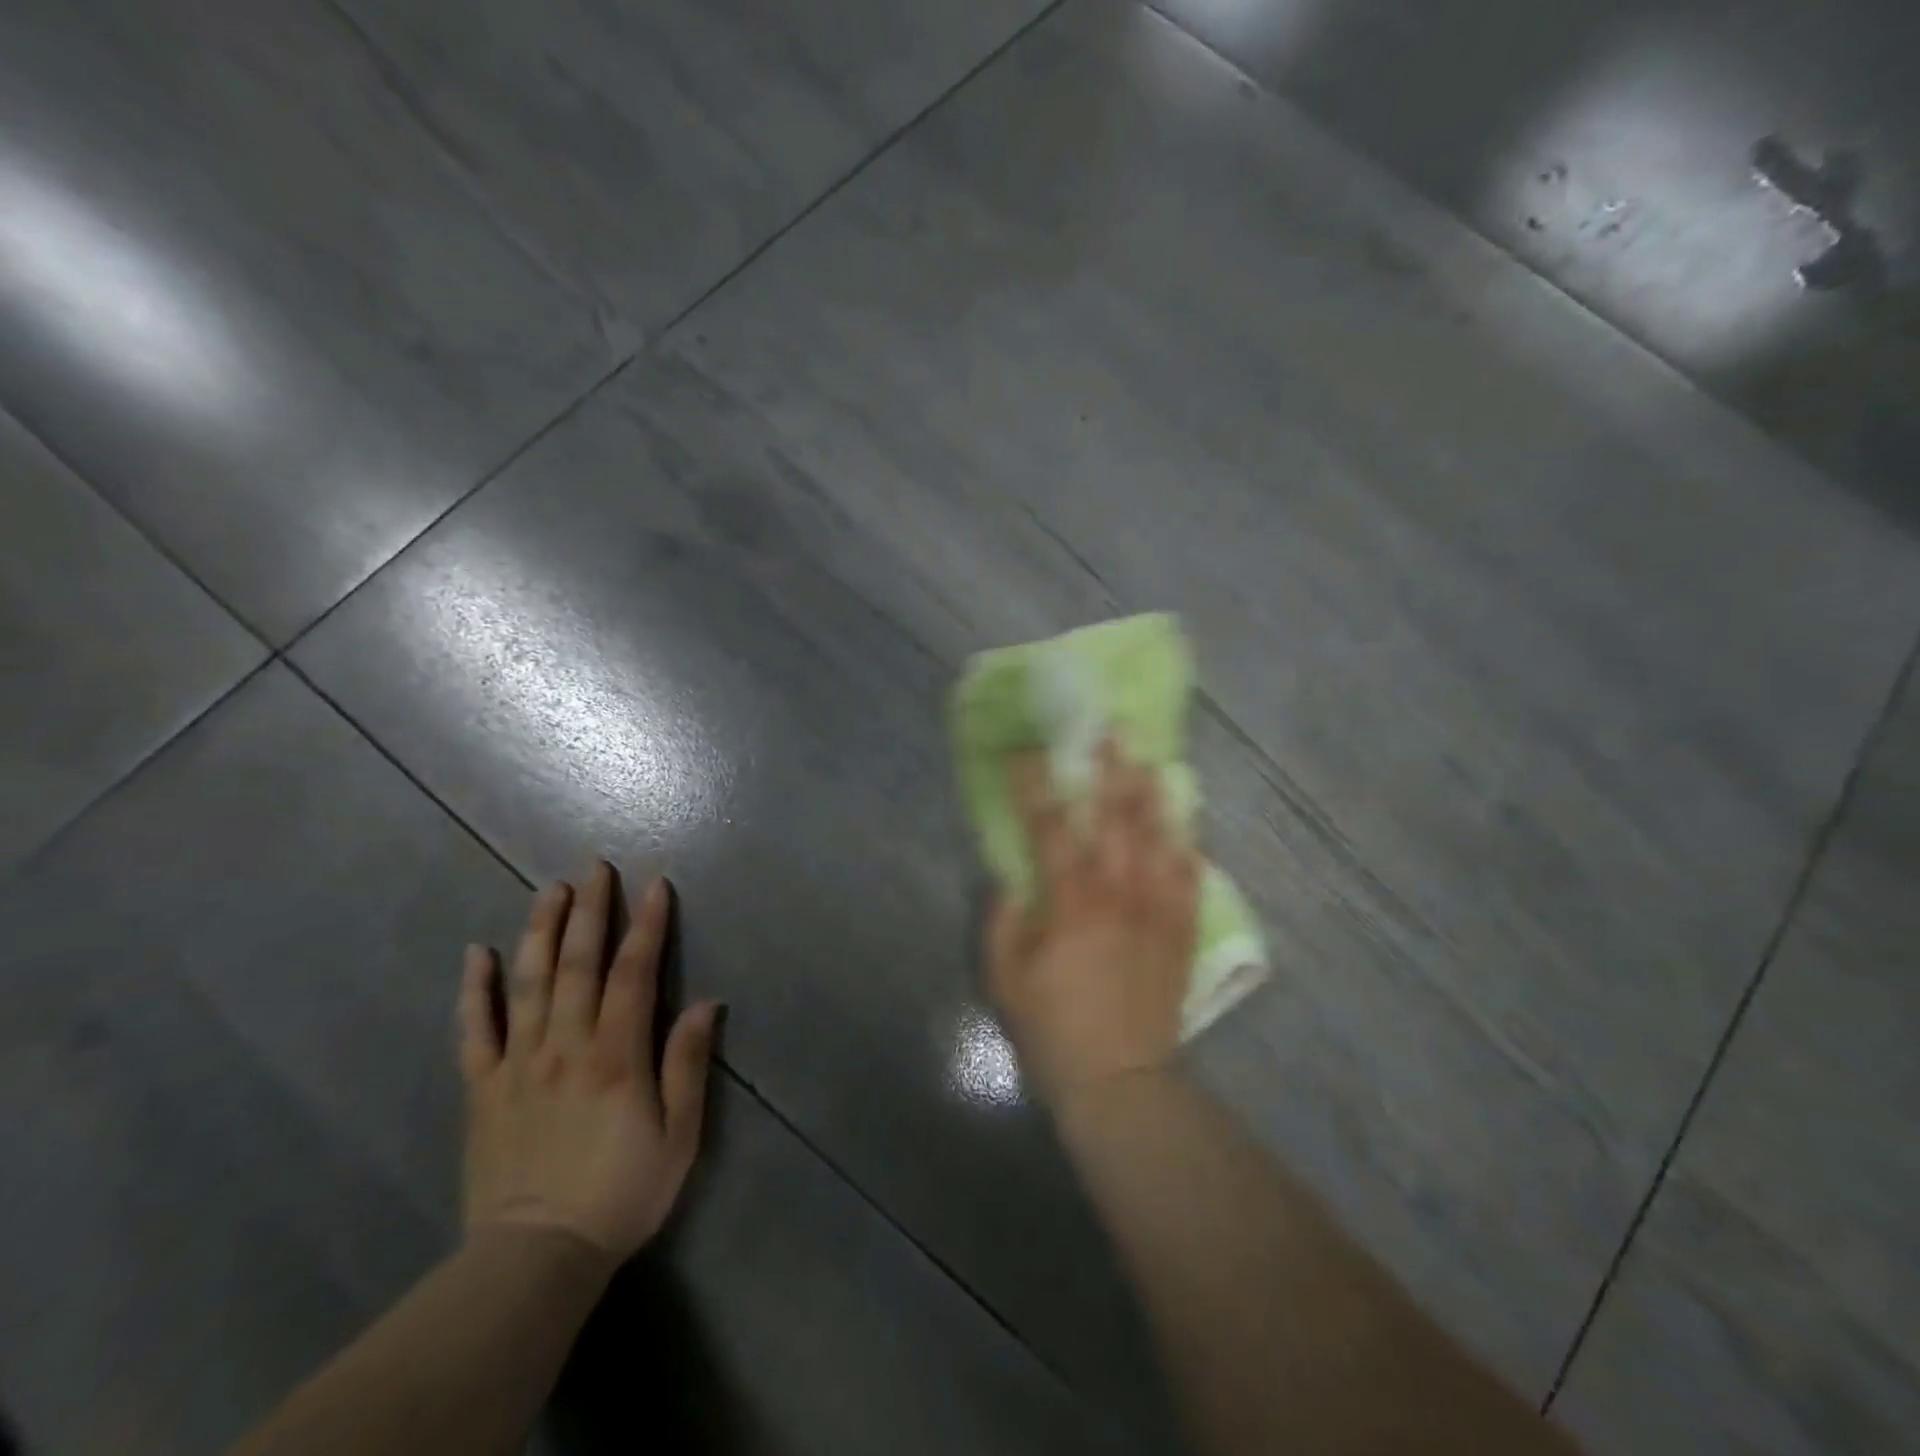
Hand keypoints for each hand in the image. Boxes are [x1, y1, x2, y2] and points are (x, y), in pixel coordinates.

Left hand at [458, 862, 720, 1265]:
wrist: (535, 1258)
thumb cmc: (621, 1193)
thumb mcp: (678, 1135)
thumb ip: (687, 1064)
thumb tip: (706, 1002)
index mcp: (616, 1055)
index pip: (634, 973)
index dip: (648, 926)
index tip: (655, 886)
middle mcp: (566, 1045)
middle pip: (578, 964)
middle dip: (590, 910)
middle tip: (595, 867)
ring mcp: (518, 1064)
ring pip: (529, 983)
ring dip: (540, 930)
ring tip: (549, 889)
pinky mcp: (483, 1088)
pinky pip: (475, 1030)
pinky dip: (475, 989)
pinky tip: (477, 953)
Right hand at [985, 740, 1200, 1105]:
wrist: (1121, 1083)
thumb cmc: (1053, 1030)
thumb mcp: (1004, 978)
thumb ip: (1003, 921)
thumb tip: (1011, 880)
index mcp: (1071, 902)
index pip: (1051, 828)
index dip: (1036, 786)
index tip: (1026, 754)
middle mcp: (1119, 895)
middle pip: (1117, 820)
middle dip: (1111, 771)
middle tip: (1111, 733)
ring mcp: (1157, 912)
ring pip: (1160, 841)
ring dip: (1153, 797)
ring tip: (1150, 762)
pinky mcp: (1181, 934)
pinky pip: (1190, 881)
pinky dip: (1187, 850)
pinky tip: (1185, 828)